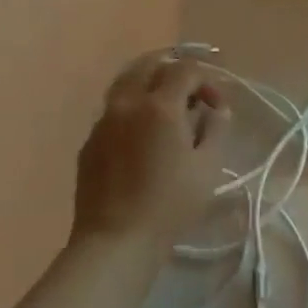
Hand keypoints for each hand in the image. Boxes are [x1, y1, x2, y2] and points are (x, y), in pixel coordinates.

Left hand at [71, 52, 230, 250]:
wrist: (115, 241)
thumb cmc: (169, 206)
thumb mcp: (207, 168)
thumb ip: (216, 129)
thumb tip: (217, 108)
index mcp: (159, 105)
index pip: (185, 70)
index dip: (206, 79)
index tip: (216, 104)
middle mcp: (128, 102)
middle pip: (149, 65)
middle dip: (173, 69)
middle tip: (190, 90)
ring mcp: (104, 120)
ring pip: (126, 82)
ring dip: (149, 83)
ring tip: (164, 104)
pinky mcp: (89, 140)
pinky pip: (113, 109)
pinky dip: (131, 107)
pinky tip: (141, 132)